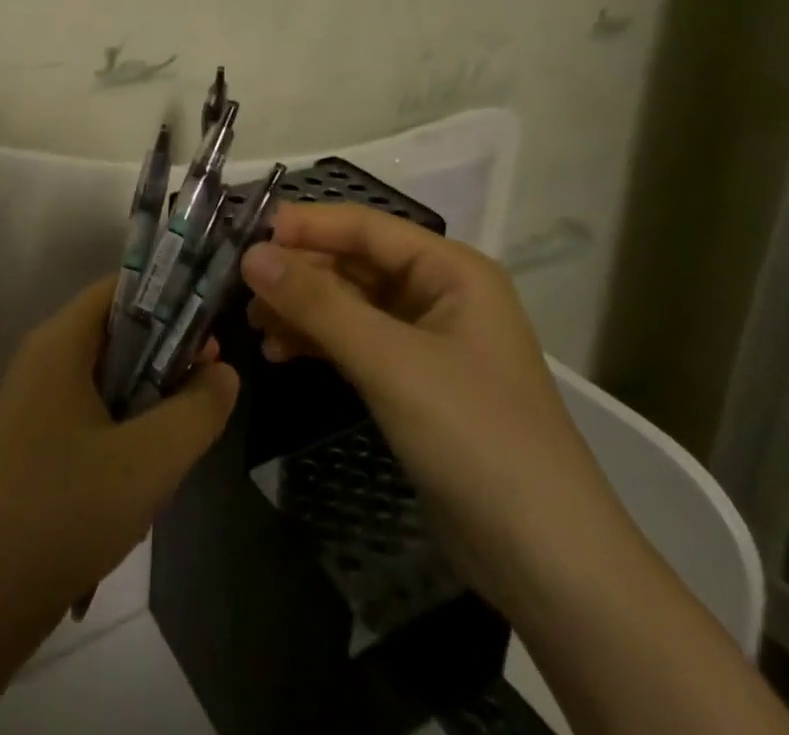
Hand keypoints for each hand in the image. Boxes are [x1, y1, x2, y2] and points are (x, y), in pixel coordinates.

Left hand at [0, 276, 239, 625]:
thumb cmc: (68, 508)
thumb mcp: (152, 458)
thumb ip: (198, 408)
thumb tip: (224, 372)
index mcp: (60, 342)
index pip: (120, 288)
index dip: (168, 299)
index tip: (207, 332)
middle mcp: (41, 358)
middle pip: (114, 332)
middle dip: (163, 355)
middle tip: (204, 387)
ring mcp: (30, 401)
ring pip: (103, 377)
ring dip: (144, 399)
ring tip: (176, 440)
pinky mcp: (29, 440)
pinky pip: (85, 412)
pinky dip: (119, 427)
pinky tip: (138, 477)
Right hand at [242, 204, 631, 619]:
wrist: (547, 562)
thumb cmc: (475, 437)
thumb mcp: (390, 362)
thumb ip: (317, 304)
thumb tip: (251, 255)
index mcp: (451, 270)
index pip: (365, 227)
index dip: (306, 226)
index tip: (247, 236)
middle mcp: (439, 294)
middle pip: (354, 264)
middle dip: (299, 274)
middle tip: (241, 289)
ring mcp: (426, 340)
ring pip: (349, 304)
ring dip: (302, 310)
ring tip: (254, 325)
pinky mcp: (413, 382)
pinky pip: (355, 343)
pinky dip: (318, 344)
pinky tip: (280, 354)